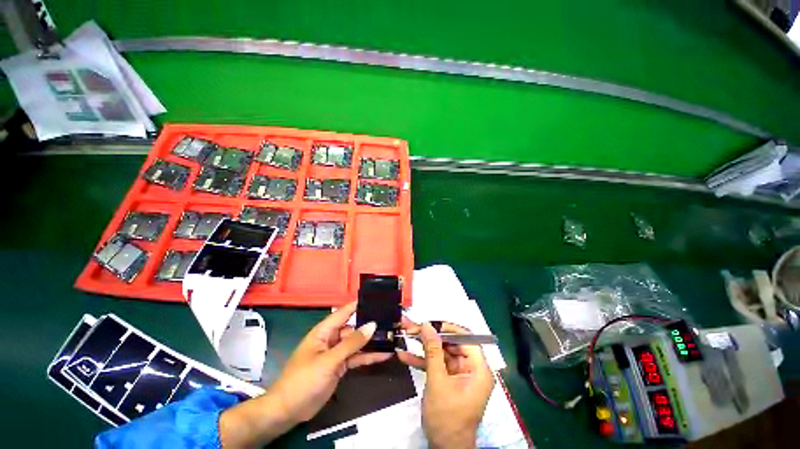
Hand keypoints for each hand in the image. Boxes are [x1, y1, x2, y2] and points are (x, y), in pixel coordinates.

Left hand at [219, 303, 390, 447]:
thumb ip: (351, 343)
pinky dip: (368, 356)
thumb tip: (372, 325)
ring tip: (391, 337)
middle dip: (370, 325)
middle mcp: (332, 338)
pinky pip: (356, 357)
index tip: (377, 299)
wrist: (288, 411)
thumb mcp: (329, 360)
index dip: (359, 305)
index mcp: (324, 331)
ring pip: (357, 343)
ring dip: (372, 342)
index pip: (344, 312)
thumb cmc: (303, 380)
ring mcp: (336, 353)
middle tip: (391, 321)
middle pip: (354, 327)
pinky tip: (383, 355)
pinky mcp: (340, 366)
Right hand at [397, 321, 494, 448]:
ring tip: (405, 335)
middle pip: (451, 343)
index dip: (449, 328)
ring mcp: (459, 374)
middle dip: (431, 336)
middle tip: (412, 328)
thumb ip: (433, 351)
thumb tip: (427, 325)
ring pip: (441, 352)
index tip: (430, 323)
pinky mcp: (449, 379)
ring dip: (423, 346)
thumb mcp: (438, 382)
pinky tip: (404, 355)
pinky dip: (422, 360)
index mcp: (478, 368)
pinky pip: (436, 364)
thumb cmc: (446, 418)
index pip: (467, 338)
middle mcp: (471, 368)